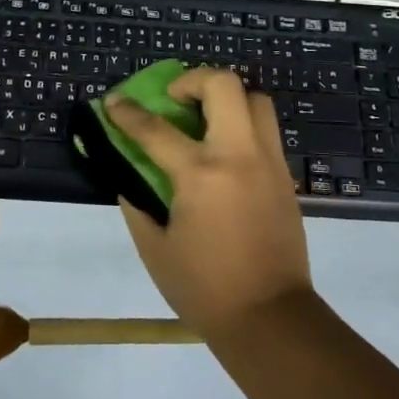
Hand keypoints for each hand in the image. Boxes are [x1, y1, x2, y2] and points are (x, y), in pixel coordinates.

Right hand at [105, 68, 313, 341]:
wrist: (271, 319)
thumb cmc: (205, 288)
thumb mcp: (155, 248)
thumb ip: (137, 202)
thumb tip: (127, 173)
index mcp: (200, 174)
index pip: (155, 129)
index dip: (127, 113)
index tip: (113, 102)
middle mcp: (239, 155)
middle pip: (223, 85)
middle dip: (192, 79)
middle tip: (174, 99)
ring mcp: (268, 162)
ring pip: (255, 99)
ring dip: (227, 98)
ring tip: (205, 119)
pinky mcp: (285, 176)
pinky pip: (266, 130)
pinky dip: (243, 125)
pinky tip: (225, 153)